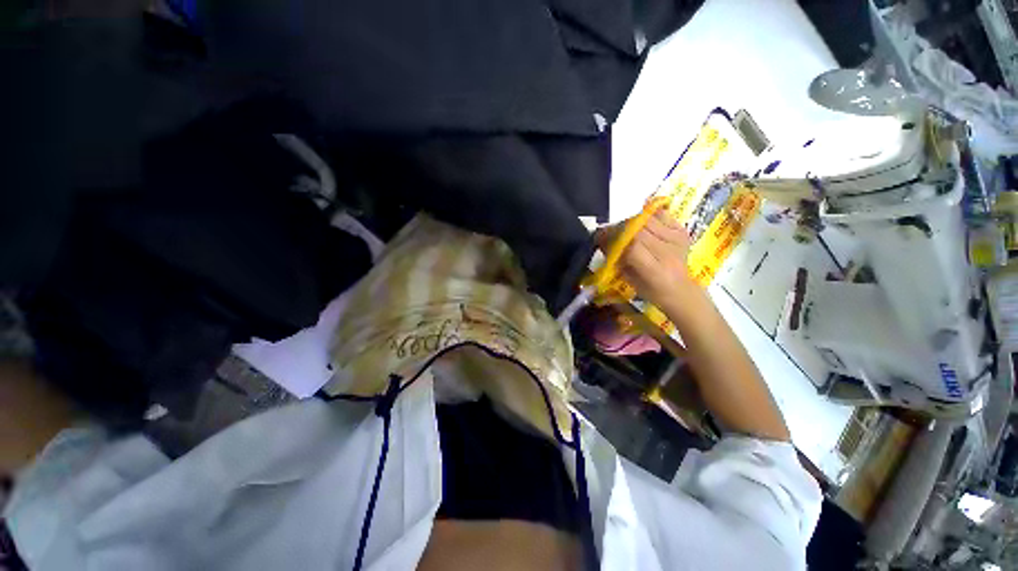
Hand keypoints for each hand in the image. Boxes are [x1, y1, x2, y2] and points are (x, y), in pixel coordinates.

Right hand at [595, 210, 696, 308]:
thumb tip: (602, 240)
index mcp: (654, 271)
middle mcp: (668, 253)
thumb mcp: (629, 279)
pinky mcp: (682, 231)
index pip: (632, 248)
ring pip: (649, 220)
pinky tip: (642, 223)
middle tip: (609, 232)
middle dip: (620, 228)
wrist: (680, 289)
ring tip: (624, 228)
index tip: (600, 237)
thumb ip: (617, 259)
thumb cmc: (650, 290)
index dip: (614, 239)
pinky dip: (648, 216)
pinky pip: (662, 215)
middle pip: (640, 230)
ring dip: (632, 222)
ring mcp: (677, 240)